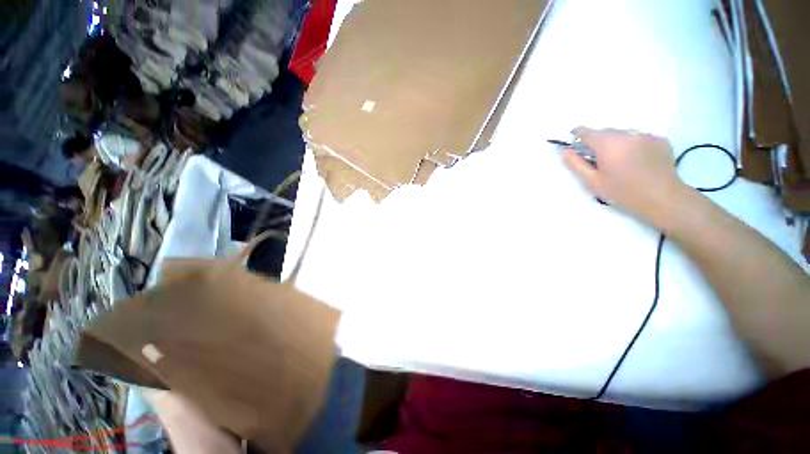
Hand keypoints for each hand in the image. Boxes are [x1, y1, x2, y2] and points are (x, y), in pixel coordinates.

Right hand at [562, 127, 686, 225]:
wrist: (663, 198)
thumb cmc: (622, 192)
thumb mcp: (592, 182)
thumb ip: (576, 164)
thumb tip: (565, 151)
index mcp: (607, 143)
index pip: (586, 131)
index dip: (577, 136)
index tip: (576, 146)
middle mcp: (627, 133)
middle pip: (605, 132)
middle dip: (598, 143)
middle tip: (599, 161)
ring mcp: (646, 135)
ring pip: (623, 134)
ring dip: (617, 144)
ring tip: (620, 163)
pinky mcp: (660, 140)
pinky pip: (640, 138)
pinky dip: (634, 146)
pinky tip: (637, 162)